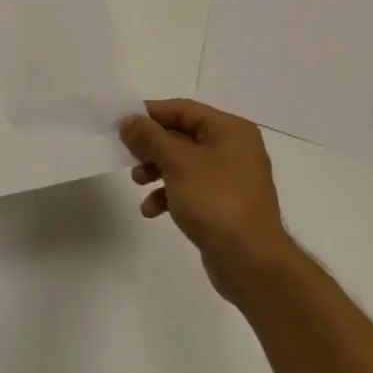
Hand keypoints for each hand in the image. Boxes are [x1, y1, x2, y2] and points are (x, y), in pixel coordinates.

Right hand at [120, 99, 296, 303]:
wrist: (251, 263)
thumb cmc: (215, 201)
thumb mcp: (176, 162)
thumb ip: (149, 136)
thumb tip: (128, 121)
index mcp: (230, 131)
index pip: (182, 109)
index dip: (149, 114)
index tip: (121, 123)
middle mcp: (233, 149)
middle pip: (180, 136)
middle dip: (150, 146)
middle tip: (126, 154)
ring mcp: (229, 178)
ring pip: (181, 163)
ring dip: (155, 170)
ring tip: (137, 182)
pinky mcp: (223, 204)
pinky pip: (189, 188)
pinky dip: (168, 194)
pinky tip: (151, 210)